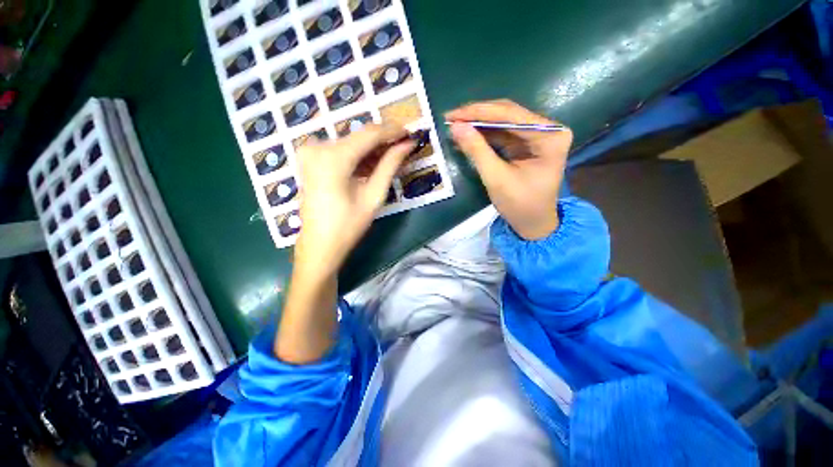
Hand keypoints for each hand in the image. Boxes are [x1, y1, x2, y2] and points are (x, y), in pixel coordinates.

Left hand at [294, 124, 415, 276]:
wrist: (319, 245)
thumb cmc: (349, 225)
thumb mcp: (374, 195)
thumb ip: (390, 166)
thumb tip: (407, 144)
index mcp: (333, 157)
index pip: (369, 134)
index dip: (392, 131)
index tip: (410, 133)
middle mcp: (317, 147)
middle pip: (358, 137)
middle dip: (382, 142)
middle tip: (403, 148)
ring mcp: (310, 152)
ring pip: (350, 143)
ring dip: (371, 151)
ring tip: (390, 160)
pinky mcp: (309, 159)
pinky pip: (339, 151)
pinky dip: (357, 157)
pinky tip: (370, 168)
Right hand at [446, 99, 572, 239]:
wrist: (533, 223)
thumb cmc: (520, 205)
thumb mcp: (496, 178)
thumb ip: (477, 151)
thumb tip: (455, 127)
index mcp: (550, 136)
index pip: (511, 115)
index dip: (479, 113)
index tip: (453, 115)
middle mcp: (547, 129)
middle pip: (508, 114)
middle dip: (477, 117)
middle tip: (451, 119)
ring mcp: (537, 135)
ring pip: (503, 122)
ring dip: (478, 125)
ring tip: (455, 126)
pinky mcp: (527, 144)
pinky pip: (502, 133)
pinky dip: (484, 135)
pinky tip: (467, 135)